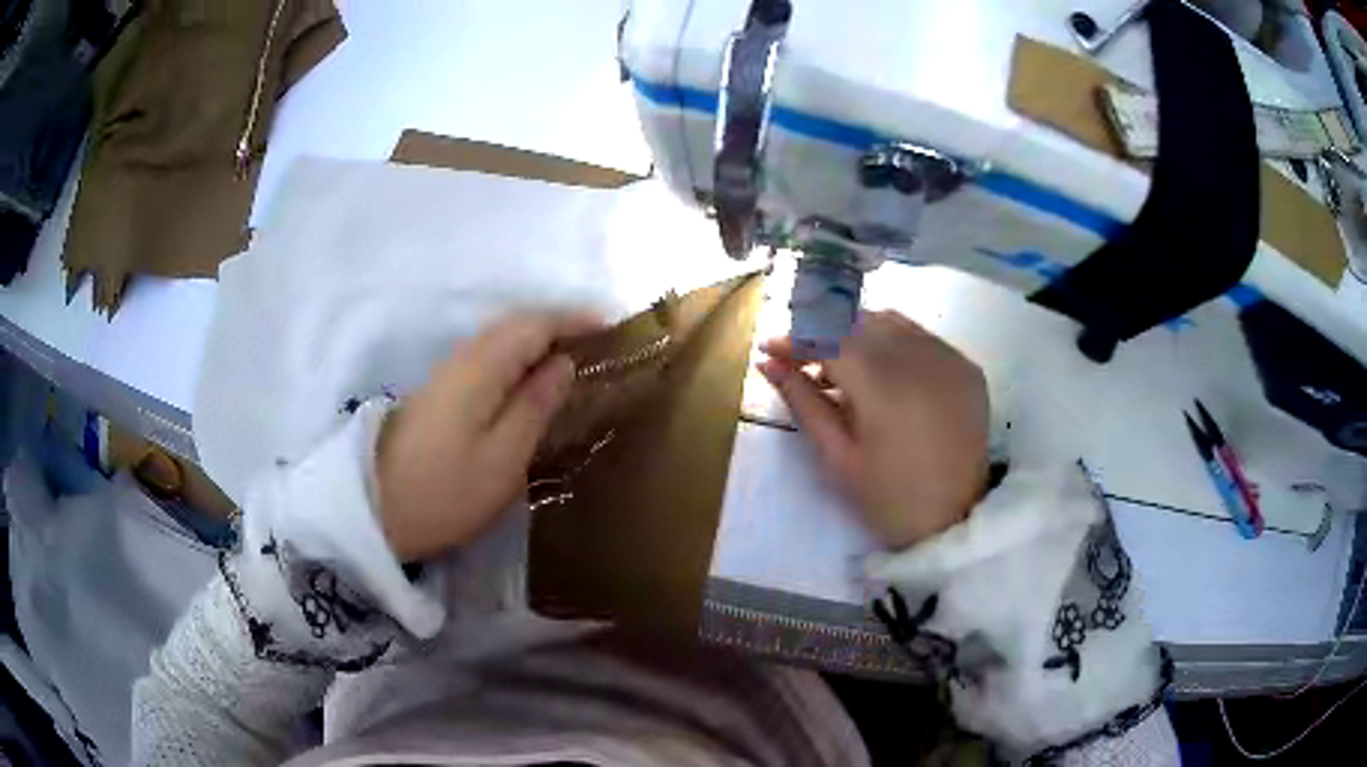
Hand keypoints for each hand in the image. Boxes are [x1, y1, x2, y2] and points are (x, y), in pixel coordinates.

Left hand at [375, 312, 599, 561]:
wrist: (375, 508)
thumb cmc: (445, 491)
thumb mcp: (503, 458)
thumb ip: (535, 406)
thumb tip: (563, 365)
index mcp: (482, 367)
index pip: (535, 324)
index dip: (575, 320)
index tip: (613, 326)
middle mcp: (463, 358)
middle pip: (516, 324)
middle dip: (559, 324)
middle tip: (599, 341)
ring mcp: (447, 374)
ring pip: (500, 339)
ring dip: (538, 339)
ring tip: (574, 357)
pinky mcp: (439, 393)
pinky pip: (488, 357)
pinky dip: (517, 357)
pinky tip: (529, 380)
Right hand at [759, 311, 988, 548]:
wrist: (957, 521)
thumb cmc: (889, 499)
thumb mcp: (838, 458)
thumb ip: (803, 403)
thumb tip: (768, 363)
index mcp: (884, 387)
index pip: (829, 339)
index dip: (796, 340)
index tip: (770, 350)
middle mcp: (920, 359)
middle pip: (858, 321)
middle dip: (823, 332)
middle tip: (801, 361)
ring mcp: (949, 358)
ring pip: (890, 321)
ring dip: (856, 332)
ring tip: (840, 368)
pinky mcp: (966, 366)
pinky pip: (920, 336)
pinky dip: (892, 341)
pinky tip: (882, 371)